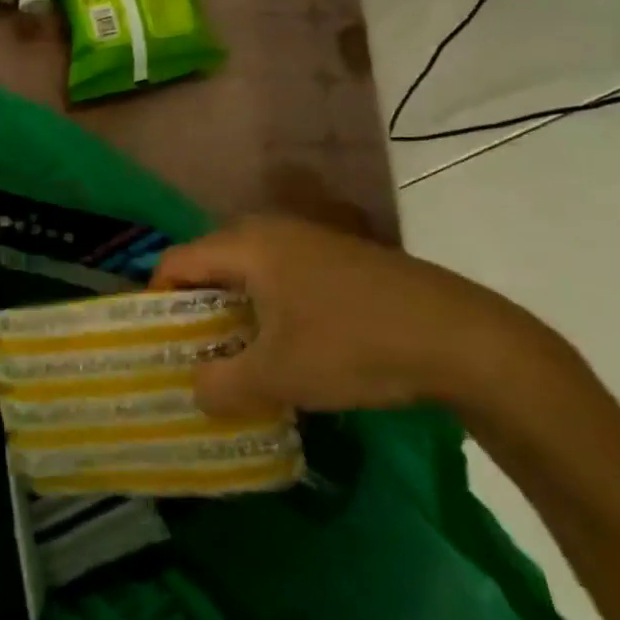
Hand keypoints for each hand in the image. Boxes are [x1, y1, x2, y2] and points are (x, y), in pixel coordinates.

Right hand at [151, 214, 535, 416]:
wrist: (463, 338)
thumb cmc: (355, 346)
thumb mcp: (279, 376)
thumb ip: (222, 385)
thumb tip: (195, 389)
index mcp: (247, 245)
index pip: (176, 262)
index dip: (156, 302)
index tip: (157, 346)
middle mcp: (272, 230)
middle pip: (211, 266)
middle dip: (196, 312)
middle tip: (194, 358)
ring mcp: (311, 241)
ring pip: (249, 274)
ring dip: (235, 315)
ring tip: (238, 361)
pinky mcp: (341, 260)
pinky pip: (283, 279)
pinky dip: (270, 311)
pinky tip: (289, 350)